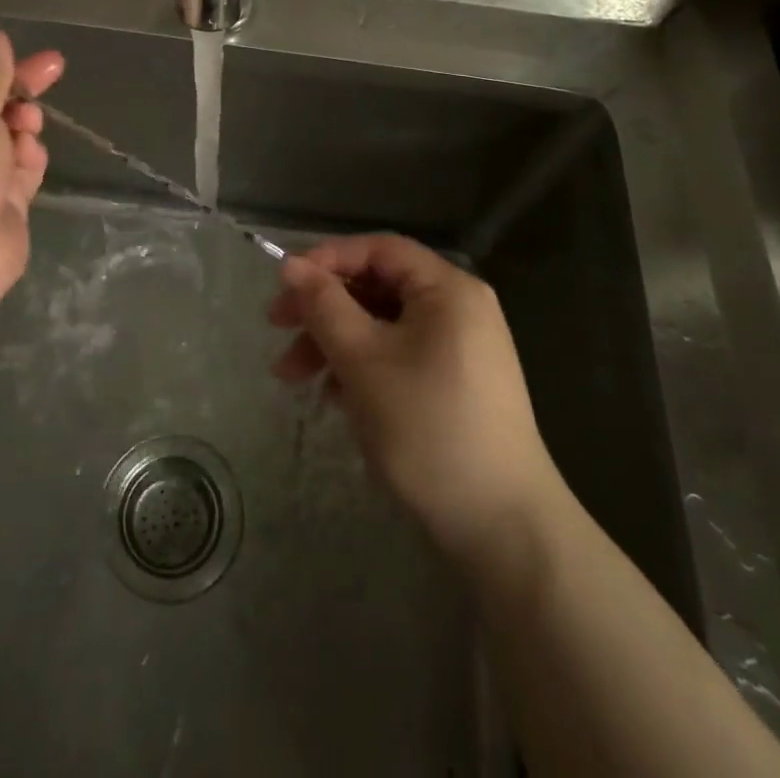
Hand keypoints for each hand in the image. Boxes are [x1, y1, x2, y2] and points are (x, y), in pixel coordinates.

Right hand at [269, 234, 564, 568]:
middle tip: (276, 328)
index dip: (327, 259)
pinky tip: (332, 396)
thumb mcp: (363, 360)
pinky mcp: (455, 385)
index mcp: (447, 289)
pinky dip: (362, 367)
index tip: (284, 285)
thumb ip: (324, 305)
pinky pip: (399, 356)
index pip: (379, 249)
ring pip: (383, 326)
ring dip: (335, 343)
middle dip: (323, 308)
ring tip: (292, 377)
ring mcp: (460, 349)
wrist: (503, 529)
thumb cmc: (428, 428)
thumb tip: (290, 264)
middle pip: (378, 287)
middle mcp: (459, 309)